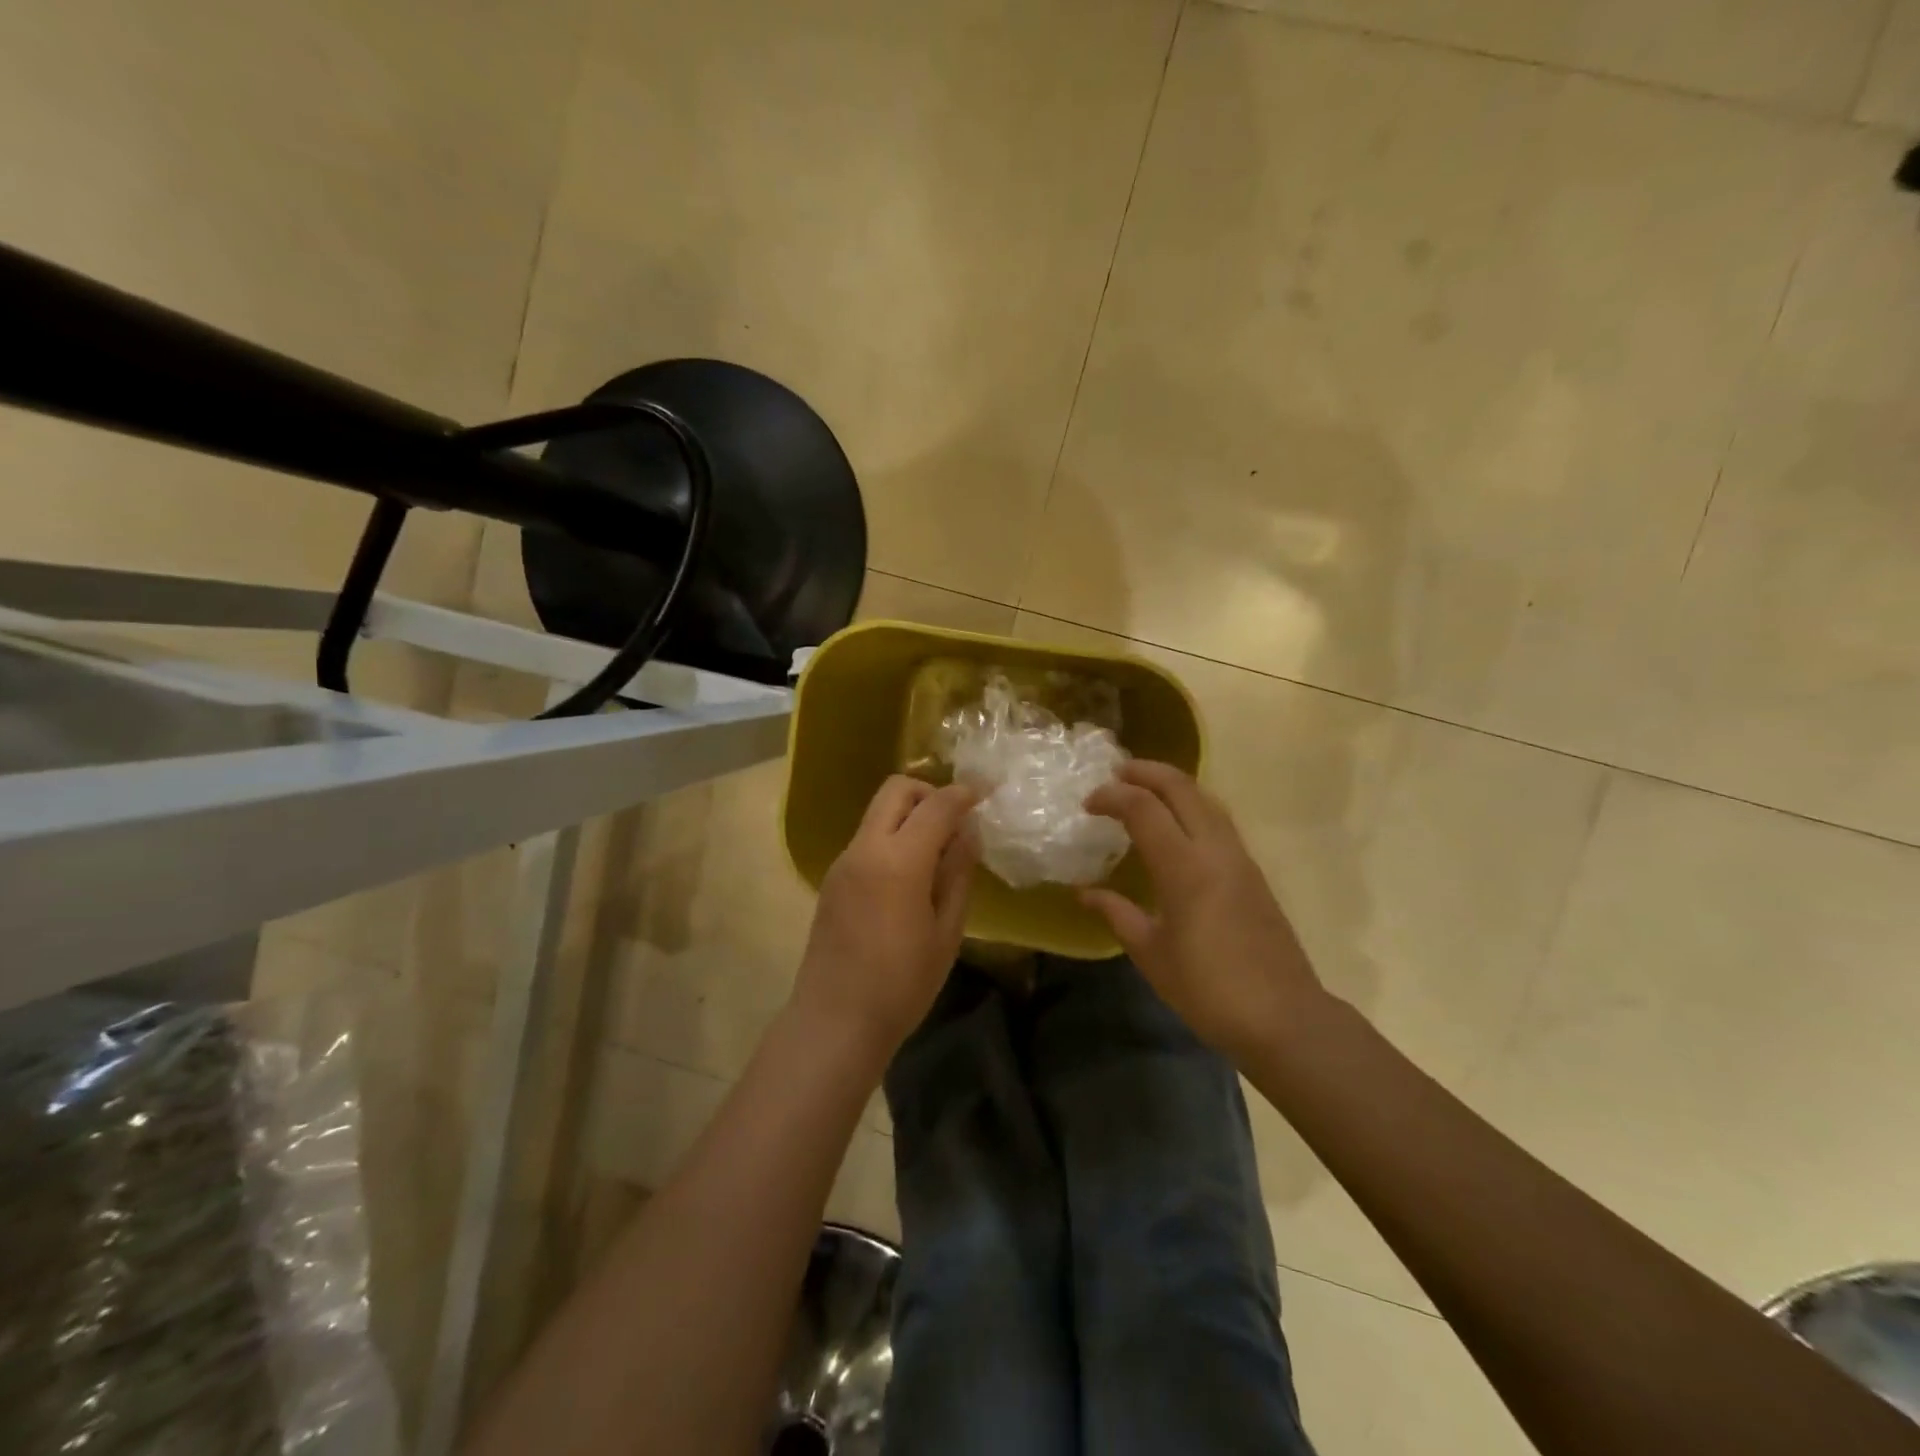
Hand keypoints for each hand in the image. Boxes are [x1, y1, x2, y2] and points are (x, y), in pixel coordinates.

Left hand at [790, 775, 979, 1060]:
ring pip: (879, 812)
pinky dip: (893, 837)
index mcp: (899, 860)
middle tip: (956, 821)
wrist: (834, 1022)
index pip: (936, 805)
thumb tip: (967, 834)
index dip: (964, 793)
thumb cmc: (902, 984)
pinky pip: (868, 839)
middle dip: (930, 792)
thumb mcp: (946, 932)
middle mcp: (865, 848)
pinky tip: (910, 876)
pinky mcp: (833, 879)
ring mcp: (843, 862)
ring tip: (937, 853)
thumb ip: (957, 874)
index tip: (986, 792)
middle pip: (896, 790)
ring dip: (909, 815)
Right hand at [1083, 760, 1324, 1061]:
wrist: (1283, 1017)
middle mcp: (1215, 850)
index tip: (1087, 805)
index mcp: (1184, 867)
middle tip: (1115, 774)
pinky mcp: (1253, 871)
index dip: (1112, 796)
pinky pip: (1218, 819)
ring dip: (1172, 784)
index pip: (1143, 808)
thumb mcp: (1150, 953)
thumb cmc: (1207, 989)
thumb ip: (1116, 913)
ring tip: (1143, 790)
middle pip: (1181, 787)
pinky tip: (1175, 825)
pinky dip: (1191, 806)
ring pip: (1206, 798)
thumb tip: (1084, 893)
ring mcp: (1240, 858)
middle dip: (1146, 772)